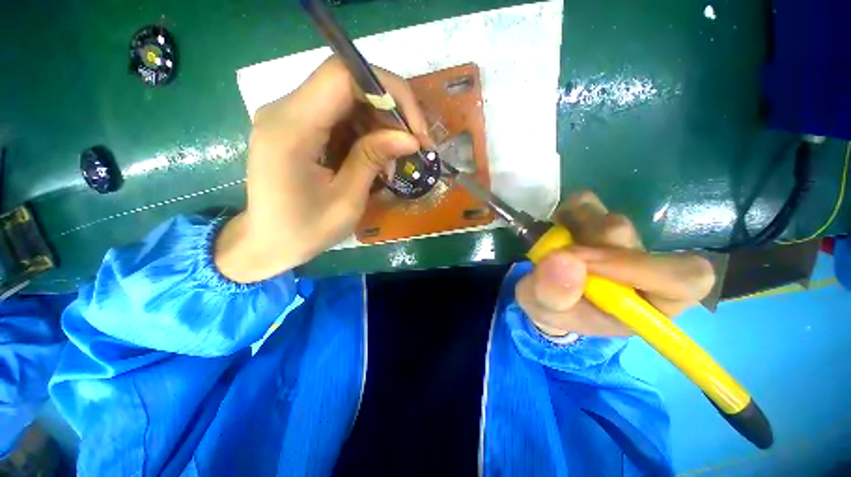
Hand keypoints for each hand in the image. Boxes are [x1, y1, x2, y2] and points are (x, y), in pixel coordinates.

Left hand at [215, 57, 431, 282]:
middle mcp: (285, 110)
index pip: (343, 76)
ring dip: (379, 123)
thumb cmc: (304, 230)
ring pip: (347, 99)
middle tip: (413, 144)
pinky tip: (376, 157)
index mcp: (291, 129)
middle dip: (389, 110)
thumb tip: (410, 138)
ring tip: (396, 157)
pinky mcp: (297, 127)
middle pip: (347, 83)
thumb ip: (373, 160)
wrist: (267, 243)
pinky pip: (339, 115)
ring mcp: (289, 116)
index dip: (388, 91)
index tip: (415, 128)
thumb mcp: (347, 201)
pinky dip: (365, 132)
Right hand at [516, 191, 715, 336]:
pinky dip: (568, 211)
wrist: (540, 290)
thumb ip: (554, 294)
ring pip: (612, 221)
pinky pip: (587, 202)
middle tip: (557, 254)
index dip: (642, 268)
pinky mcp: (599, 218)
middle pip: (634, 242)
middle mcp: (643, 268)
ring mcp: (622, 239)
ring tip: (554, 246)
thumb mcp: (544, 309)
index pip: (684, 280)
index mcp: (646, 303)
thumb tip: (565, 258)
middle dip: (587, 247)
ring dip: (575, 232)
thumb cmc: (550, 308)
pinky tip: (558, 228)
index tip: (585, 263)